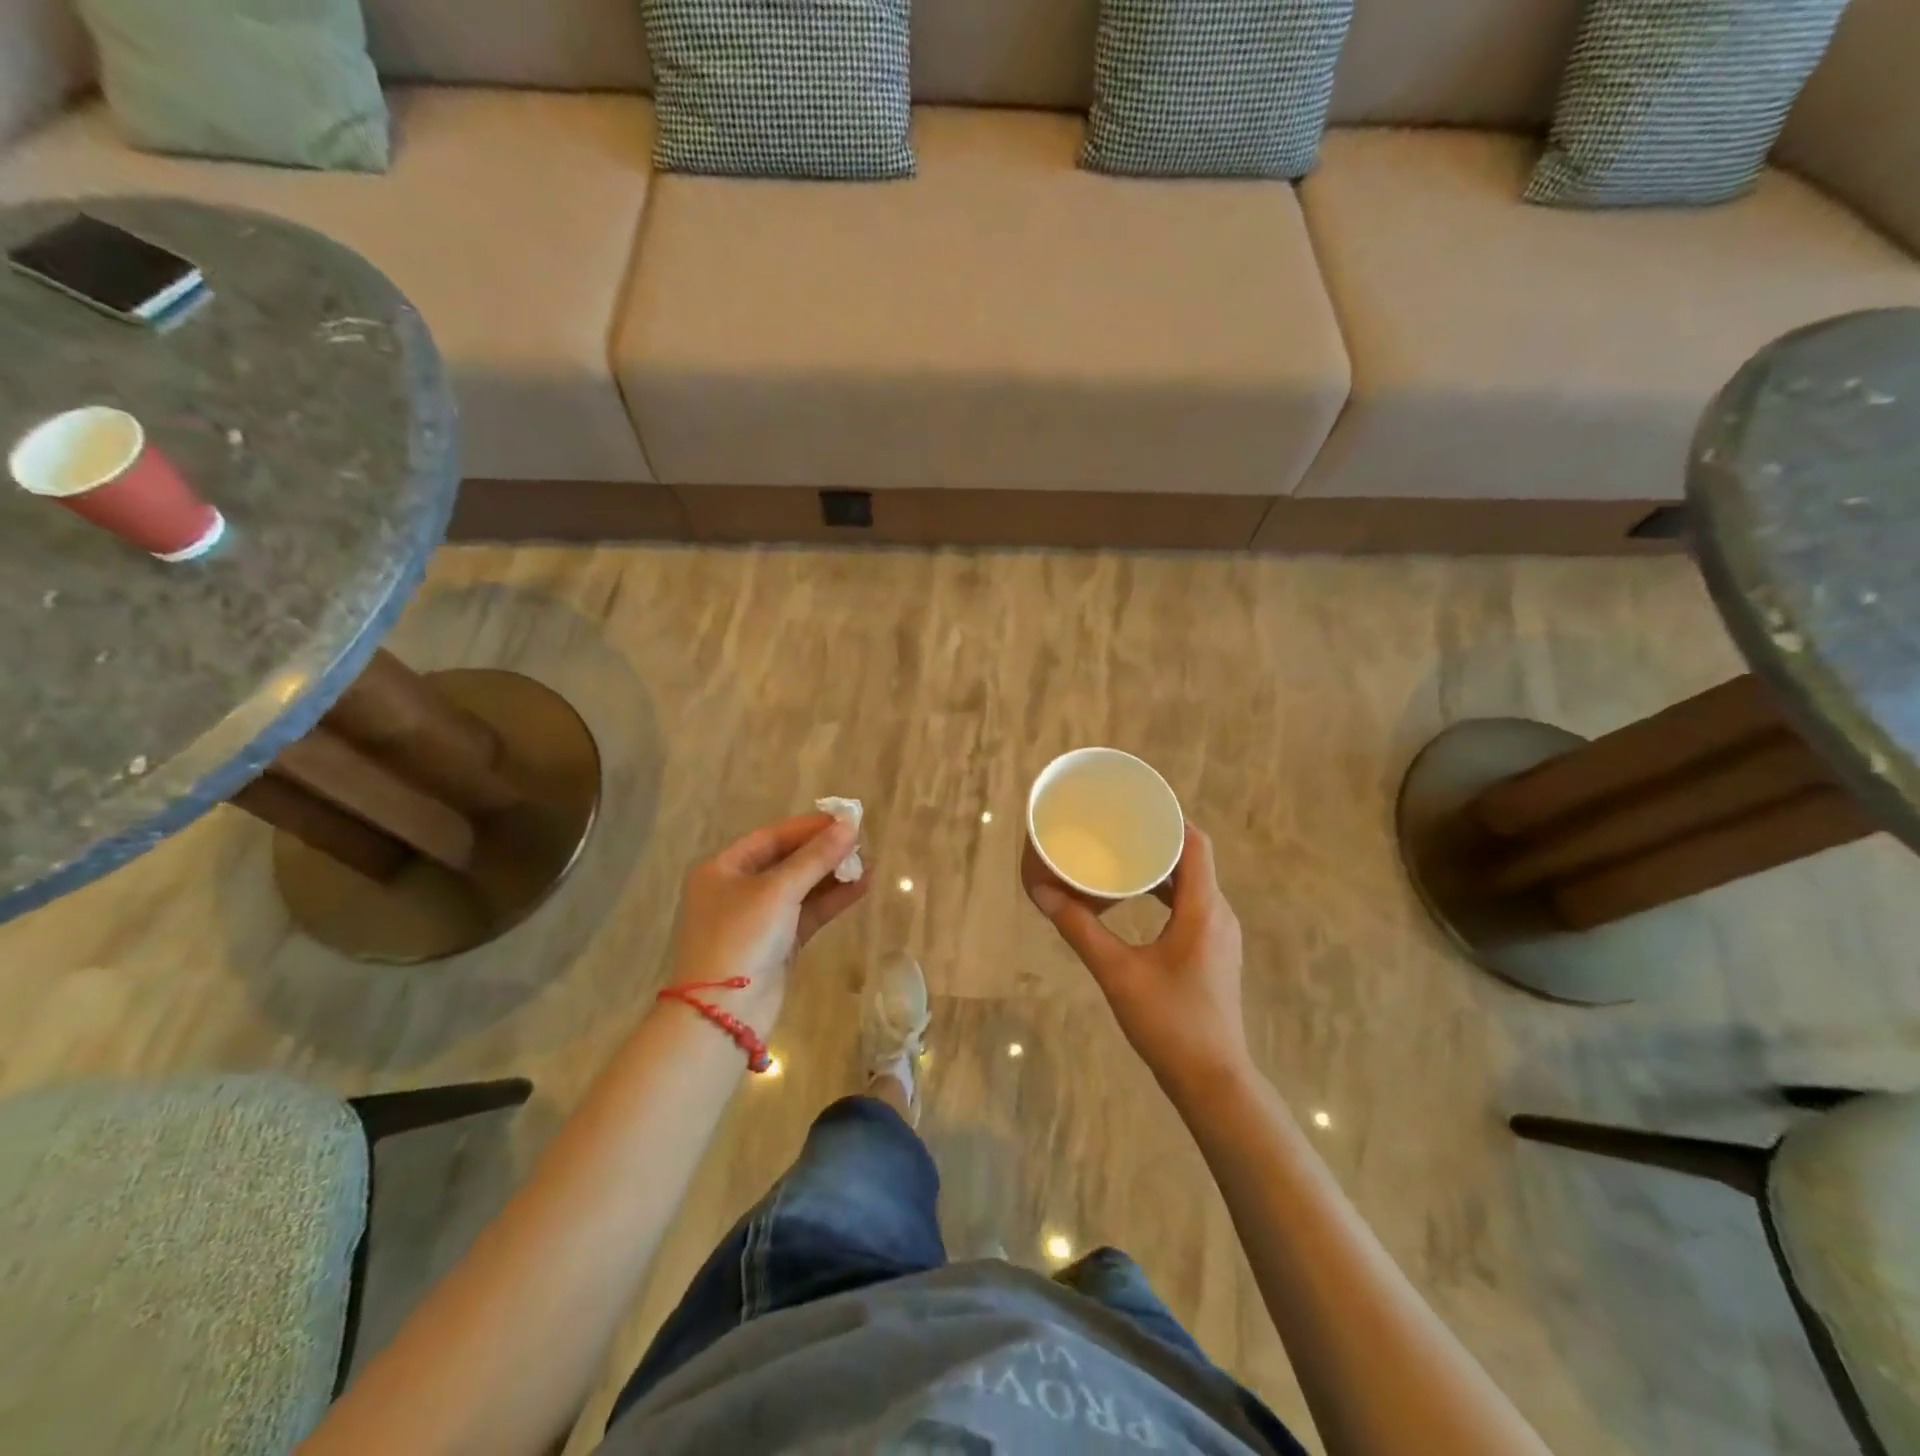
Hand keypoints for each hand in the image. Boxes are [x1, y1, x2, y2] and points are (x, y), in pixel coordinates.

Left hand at [671, 813, 867, 1031]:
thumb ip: (816, 858)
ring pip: (800, 888)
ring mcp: (758, 919)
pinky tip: (861, 887)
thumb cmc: (741, 937)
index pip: (771, 837)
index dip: (808, 828)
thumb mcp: (778, 890)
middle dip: (823, 852)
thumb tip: (850, 826)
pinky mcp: (777, 943)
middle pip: (787, 861)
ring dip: (832, 876)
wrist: (723, 1013)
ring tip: (868, 863)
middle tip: (860, 842)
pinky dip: (832, 900)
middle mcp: (737, 890)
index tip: (845, 821)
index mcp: (723, 869)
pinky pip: (807, 913)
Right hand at [1023, 825, 1250, 1098]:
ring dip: (1162, 867)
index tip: (1136, 803)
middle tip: (1118, 826)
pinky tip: (1138, 899)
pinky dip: (1167, 892)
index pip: (1195, 844)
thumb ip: (1081, 930)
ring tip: (1122, 854)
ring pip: (1193, 884)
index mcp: (1203, 909)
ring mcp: (1220, 935)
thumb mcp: (1117, 973)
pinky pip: (1192, 905)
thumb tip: (1043, 894)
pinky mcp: (1214, 952)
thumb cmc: (1169, 1022)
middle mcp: (1218, 914)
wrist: (1213, 1079)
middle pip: (1193, 859)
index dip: (1170, 817)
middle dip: (1157, 839)